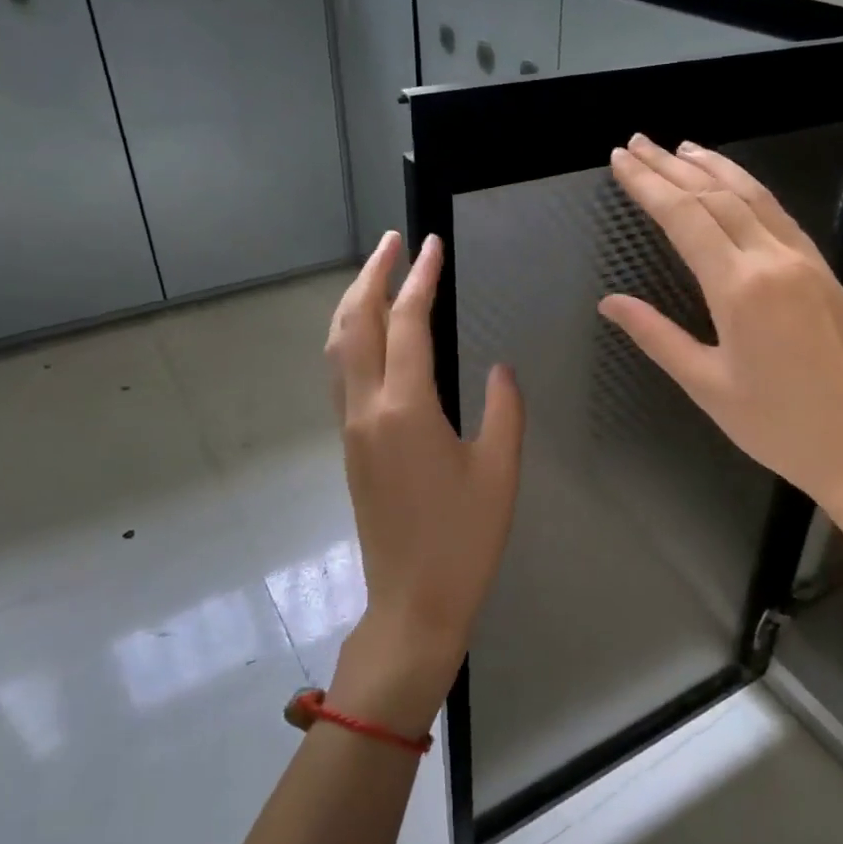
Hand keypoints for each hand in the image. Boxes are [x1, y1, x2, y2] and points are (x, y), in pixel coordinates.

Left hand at [323, 232, 524, 734]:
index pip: (408, 325)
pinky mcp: (351, 446)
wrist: (413, 602)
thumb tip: (500, 366)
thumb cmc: (465, 539)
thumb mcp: (500, 470)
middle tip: (392, 241)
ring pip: (338, 348)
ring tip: (376, 273)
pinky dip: (350, 336)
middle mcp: (367, 409)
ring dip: (353, 302)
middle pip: (355, 324)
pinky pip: (341, 374)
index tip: (431, 244)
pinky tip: (369, 333)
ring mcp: (352, 428)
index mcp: (406, 409)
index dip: (420, 280)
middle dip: (371, 276)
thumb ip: (504, 408)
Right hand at [599, 135, 842, 576]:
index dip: (649, 184)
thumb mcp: (706, 385)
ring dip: (714, 166)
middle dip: (671, 166)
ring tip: (680, 147)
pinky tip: (733, 184)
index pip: (685, 217)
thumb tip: (609, 302)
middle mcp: (774, 261)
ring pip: (754, 196)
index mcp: (740, 289)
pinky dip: (749, 189)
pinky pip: (779, 215)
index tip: (620, 158)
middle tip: (637, 142)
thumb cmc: (776, 427)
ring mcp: (805, 261)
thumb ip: (656, 335)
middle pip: (716, 196)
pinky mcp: (824, 271)